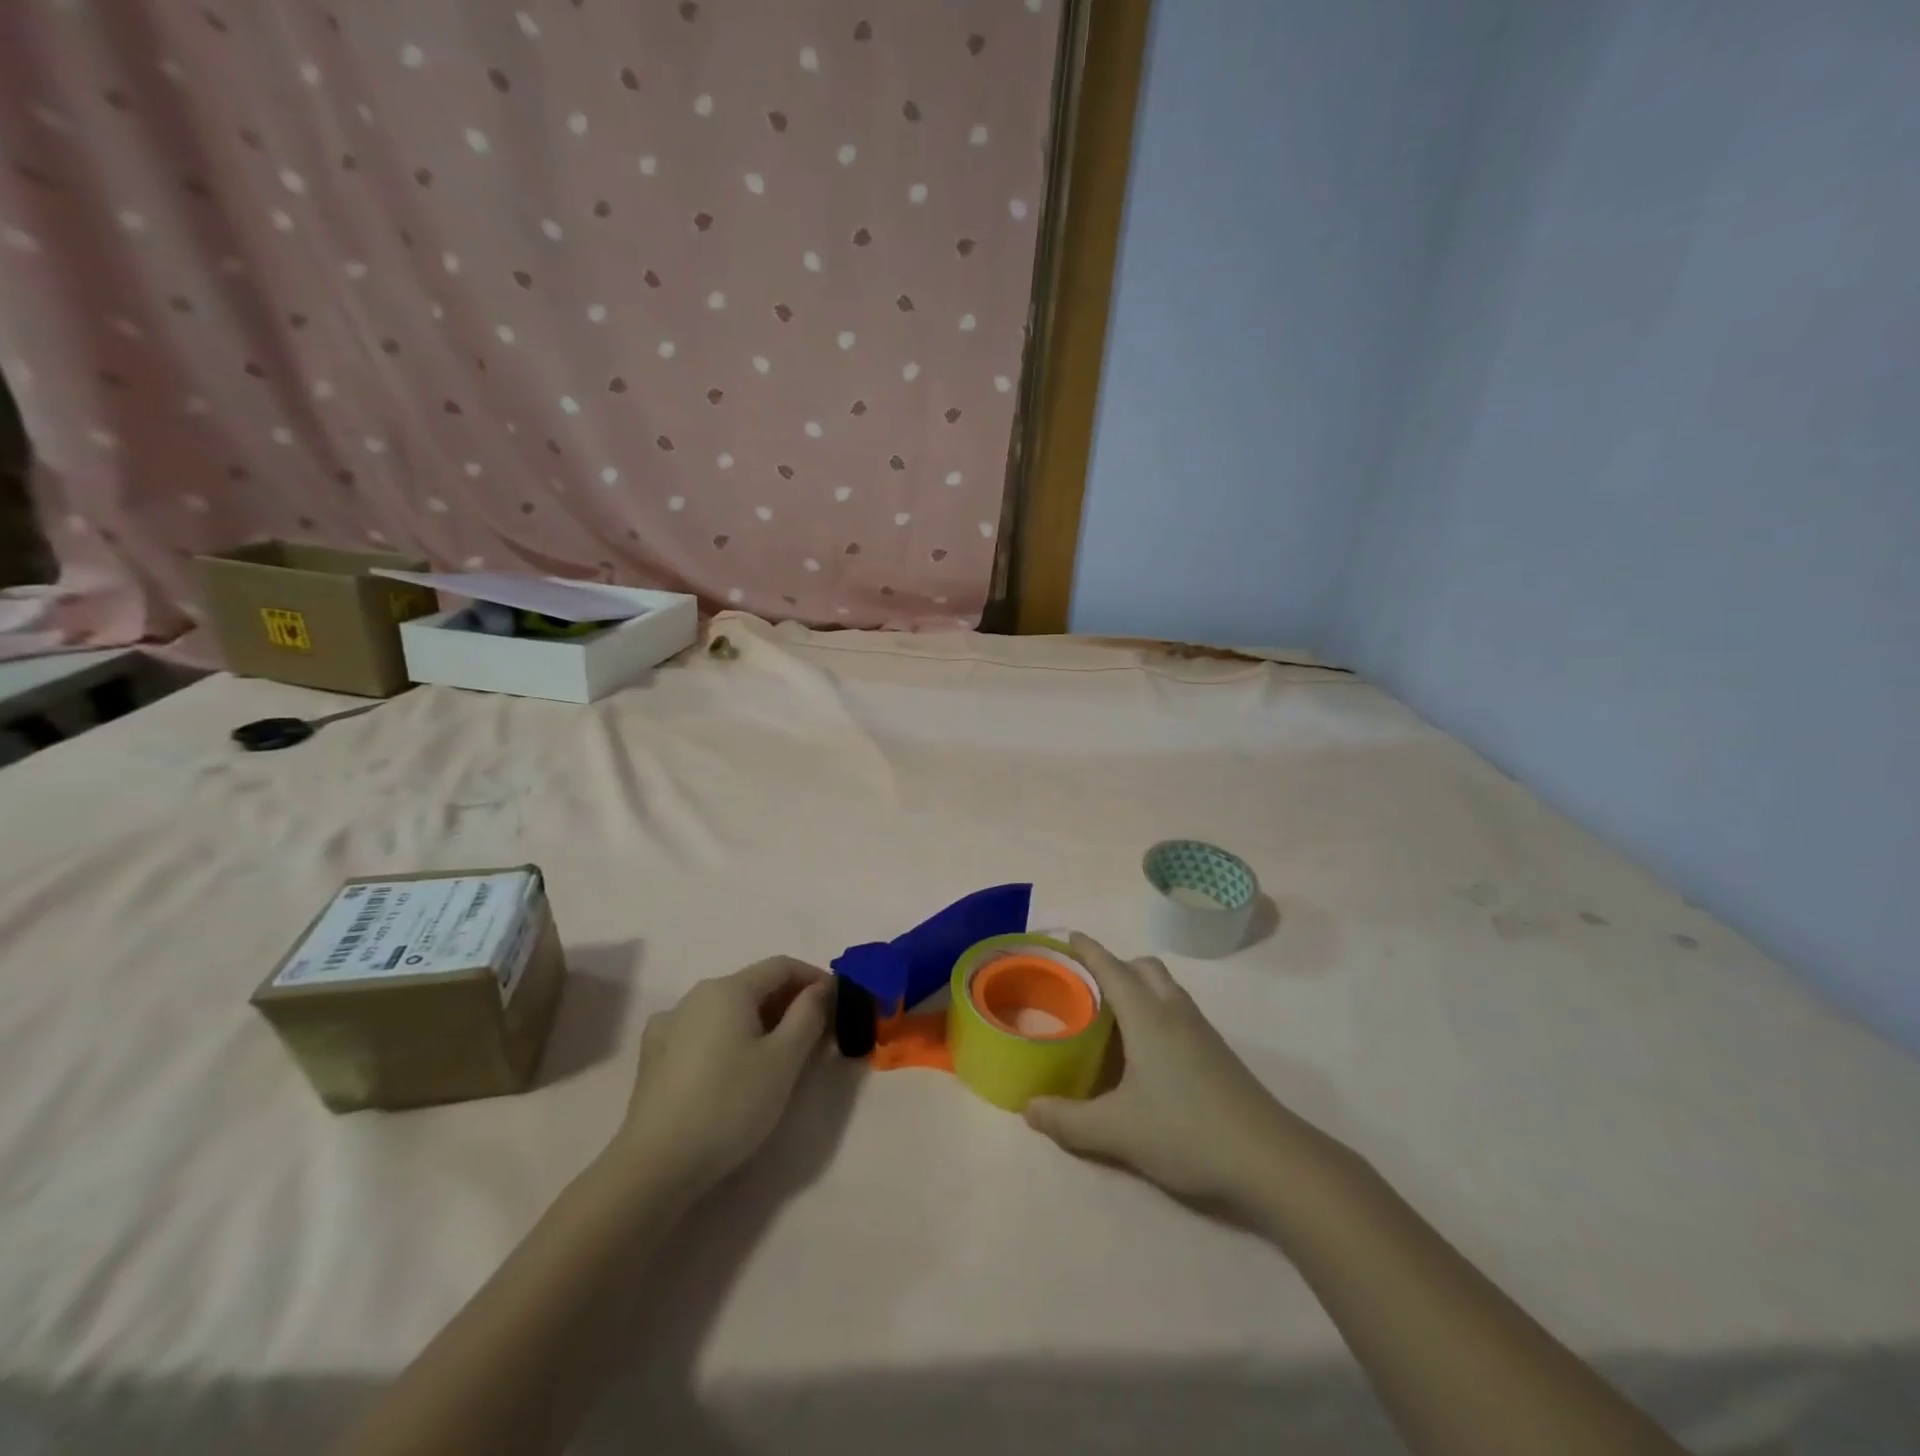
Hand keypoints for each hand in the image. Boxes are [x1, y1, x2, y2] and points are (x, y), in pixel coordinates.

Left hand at [612, 958, 830, 1190]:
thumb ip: (809, 1015)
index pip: (782, 966)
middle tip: (818, 1034)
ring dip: (761, 1022)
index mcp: (728, 988)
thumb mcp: (784, 1059)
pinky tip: (733, 1066)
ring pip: (728, 1010)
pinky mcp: (654, 1056)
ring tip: (781, 1054)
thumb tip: (820, 988)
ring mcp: (669, 1025)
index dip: (815, 978)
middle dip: (790, 1003)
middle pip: (754, 986)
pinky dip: (729, 1038)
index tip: (839, 1002)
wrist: (656, 1165)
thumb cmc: (730, 1104)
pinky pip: (704, 1032)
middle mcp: (695, 995)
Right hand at [1025, 934, 1336, 1214]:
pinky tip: (1145, 1052)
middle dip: (1114, 965)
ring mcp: (1201, 1031)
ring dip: (1138, 987)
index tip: (1067, 936)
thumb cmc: (1186, 1131)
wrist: (1270, 1160)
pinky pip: (1178, 1011)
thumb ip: (1068, 1119)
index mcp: (1147, 1015)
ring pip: (1165, 988)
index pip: (1111, 967)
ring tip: (1111, 1018)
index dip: (1087, 950)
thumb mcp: (1116, 1131)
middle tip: (1086, 988)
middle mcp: (1174, 1011)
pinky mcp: (1217, 1053)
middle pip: (1143, 967)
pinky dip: (1156, 1011)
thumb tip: (1028, 1108)